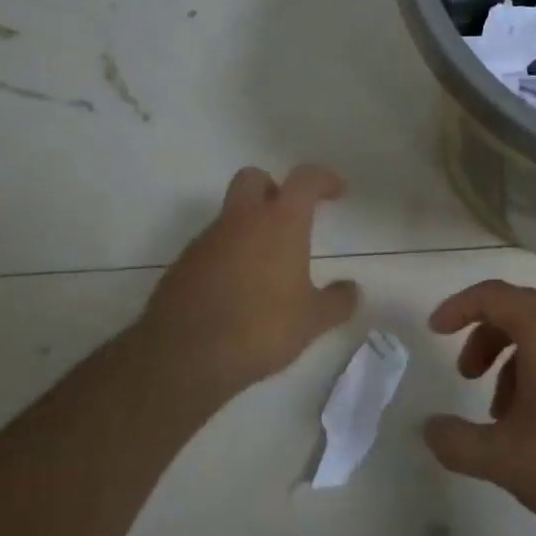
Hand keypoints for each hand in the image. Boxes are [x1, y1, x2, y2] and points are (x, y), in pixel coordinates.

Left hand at [142, 165, 359, 395]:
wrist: (185, 356)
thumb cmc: (260, 328)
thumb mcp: (312, 320)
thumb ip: (337, 301)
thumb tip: (352, 290)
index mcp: (280, 222)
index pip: (305, 180)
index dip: (323, 179)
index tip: (337, 191)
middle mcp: (241, 220)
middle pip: (254, 178)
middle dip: (273, 188)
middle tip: (290, 216)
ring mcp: (207, 241)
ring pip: (230, 216)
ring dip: (249, 228)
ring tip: (266, 268)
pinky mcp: (182, 265)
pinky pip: (211, 247)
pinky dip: (227, 256)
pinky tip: (237, 290)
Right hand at [422, 280, 535, 535]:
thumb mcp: (503, 458)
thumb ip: (456, 440)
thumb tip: (429, 428)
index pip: (494, 295)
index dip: (458, 307)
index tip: (434, 332)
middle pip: (518, 309)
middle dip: (484, 337)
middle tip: (466, 376)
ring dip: (511, 359)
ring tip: (500, 413)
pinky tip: (534, 422)